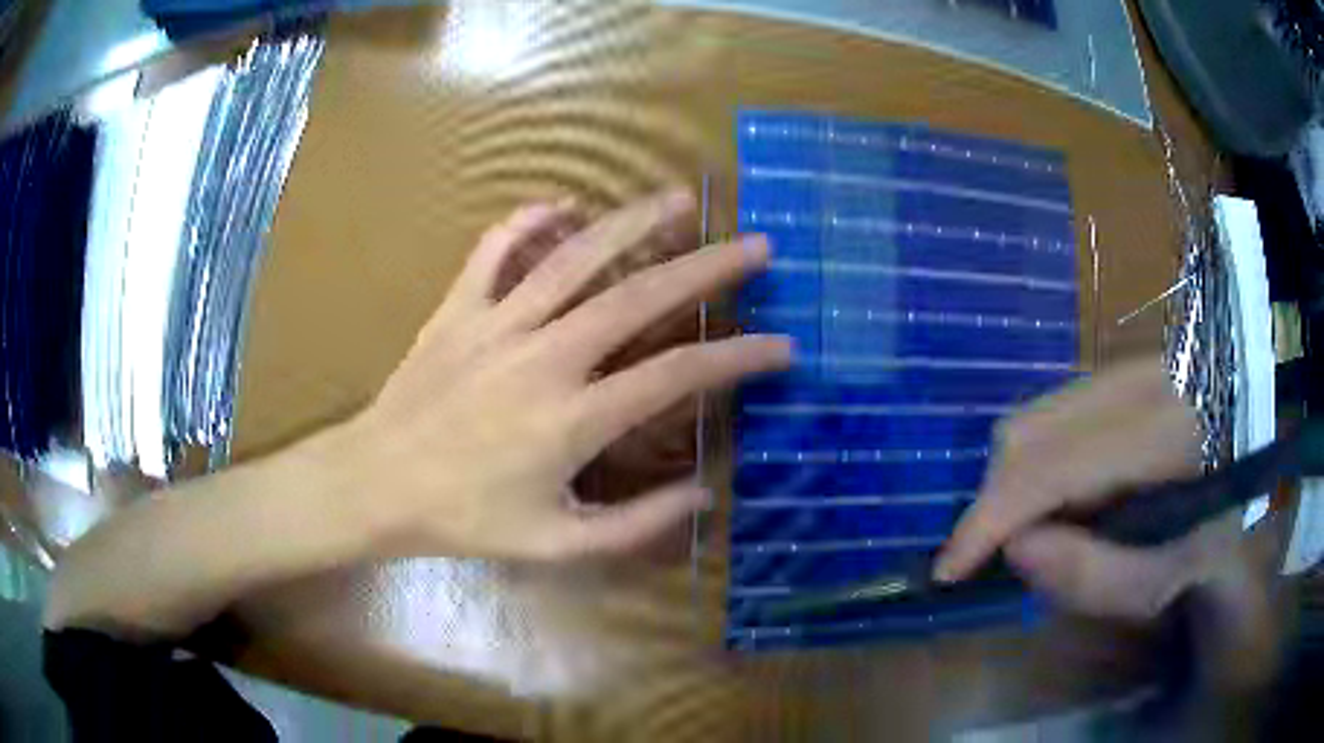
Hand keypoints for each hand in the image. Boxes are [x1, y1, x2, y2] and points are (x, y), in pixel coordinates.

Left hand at [339, 189, 790, 561]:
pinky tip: (563, 206)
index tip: (782, 346)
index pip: (676, 375)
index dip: (737, 357)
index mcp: (570, 419)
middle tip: (755, 244)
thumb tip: (702, 493)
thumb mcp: (557, 544)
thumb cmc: (464, 520)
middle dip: (706, 266)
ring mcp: (494, 323)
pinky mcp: (457, 308)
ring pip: (573, 257)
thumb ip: (635, 525)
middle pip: (637, 296)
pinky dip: (529, 220)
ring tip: (678, 199)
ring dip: (632, 222)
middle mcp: (541, 357)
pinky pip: (494, 249)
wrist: (376, 485)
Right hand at [934, 358, 1223, 619]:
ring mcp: (1125, 366)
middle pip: (1028, 430)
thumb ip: (1094, 577)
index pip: (1055, 464)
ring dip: (1013, 484)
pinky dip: (1034, 464)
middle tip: (1001, 555)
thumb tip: (1016, 549)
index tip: (950, 568)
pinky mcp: (1114, 371)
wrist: (1240, 477)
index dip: (992, 516)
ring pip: (1032, 417)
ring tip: (1040, 529)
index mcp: (1165, 432)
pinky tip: (1061, 496)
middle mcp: (1139, 378)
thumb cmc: (1208, 542)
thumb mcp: (1163, 581)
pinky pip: (1049, 414)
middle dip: (996, 502)